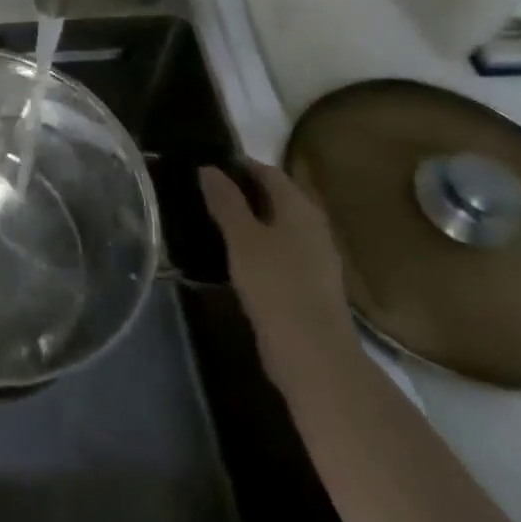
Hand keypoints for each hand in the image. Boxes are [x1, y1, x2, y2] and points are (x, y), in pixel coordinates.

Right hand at [201, 161, 356, 393]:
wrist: (313, 356)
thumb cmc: (275, 285)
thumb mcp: (242, 238)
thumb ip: (226, 201)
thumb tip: (209, 168)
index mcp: (300, 208)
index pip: (268, 172)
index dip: (239, 166)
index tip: (207, 167)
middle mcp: (313, 227)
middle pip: (275, 198)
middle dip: (243, 193)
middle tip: (205, 193)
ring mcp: (315, 259)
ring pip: (277, 227)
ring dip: (250, 221)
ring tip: (214, 222)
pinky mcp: (310, 286)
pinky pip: (280, 252)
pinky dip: (258, 247)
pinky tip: (235, 257)